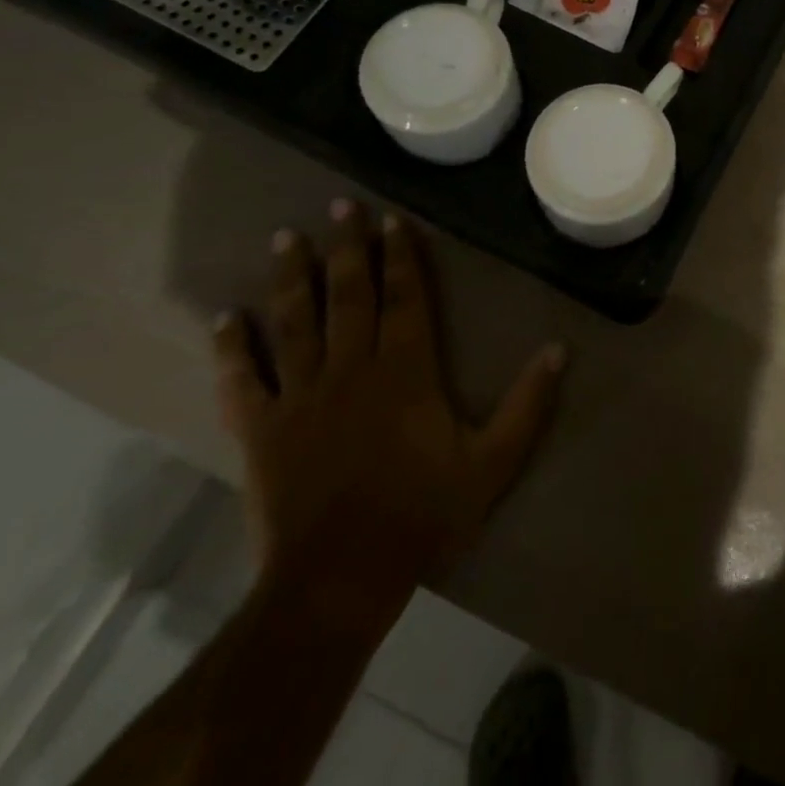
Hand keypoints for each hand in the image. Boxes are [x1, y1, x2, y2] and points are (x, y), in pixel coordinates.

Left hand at [212, 201, 566, 630]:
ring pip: (294, 323)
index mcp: (405, 370)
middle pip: (348, 294)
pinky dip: (231, 349)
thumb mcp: (493, 463)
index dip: (401, 255)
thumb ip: (528, 404)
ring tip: (286, 238)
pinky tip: (224, 318)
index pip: (404, 297)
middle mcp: (351, 368)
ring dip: (290, 278)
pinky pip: (242, 381)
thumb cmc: (421, 515)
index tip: (391, 218)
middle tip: (339, 205)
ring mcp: (300, 397)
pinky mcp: (260, 431)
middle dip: (346, 246)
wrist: (339, 580)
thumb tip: (560, 349)